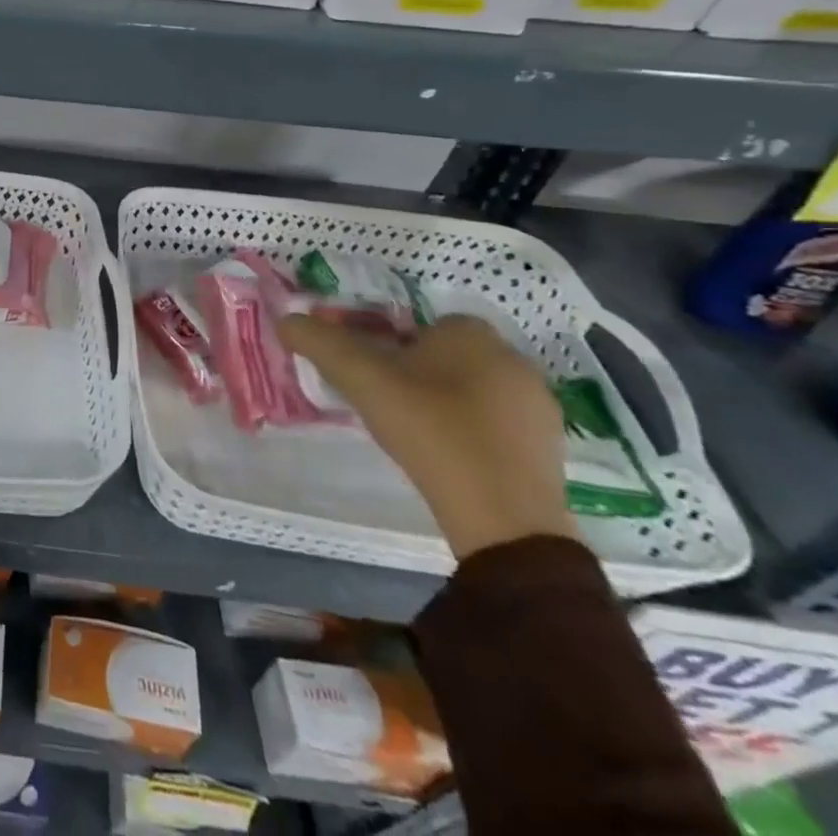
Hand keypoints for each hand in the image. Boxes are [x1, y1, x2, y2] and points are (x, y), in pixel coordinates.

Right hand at [277, 312, 576, 559]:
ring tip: (413, 431)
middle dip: (415, 370)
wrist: (503, 518)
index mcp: (472, 334)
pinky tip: (448, 454)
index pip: (421, 322)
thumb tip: (287, 320)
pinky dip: (471, 430)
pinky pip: (497, 422)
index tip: (369, 371)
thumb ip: (320, 343)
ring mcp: (538, 405)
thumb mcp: (361, 380)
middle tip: (384, 400)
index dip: (390, 342)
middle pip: (446, 354)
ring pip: (472, 387)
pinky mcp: (550, 447)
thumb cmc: (431, 430)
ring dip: (444, 400)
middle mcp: (513, 359)